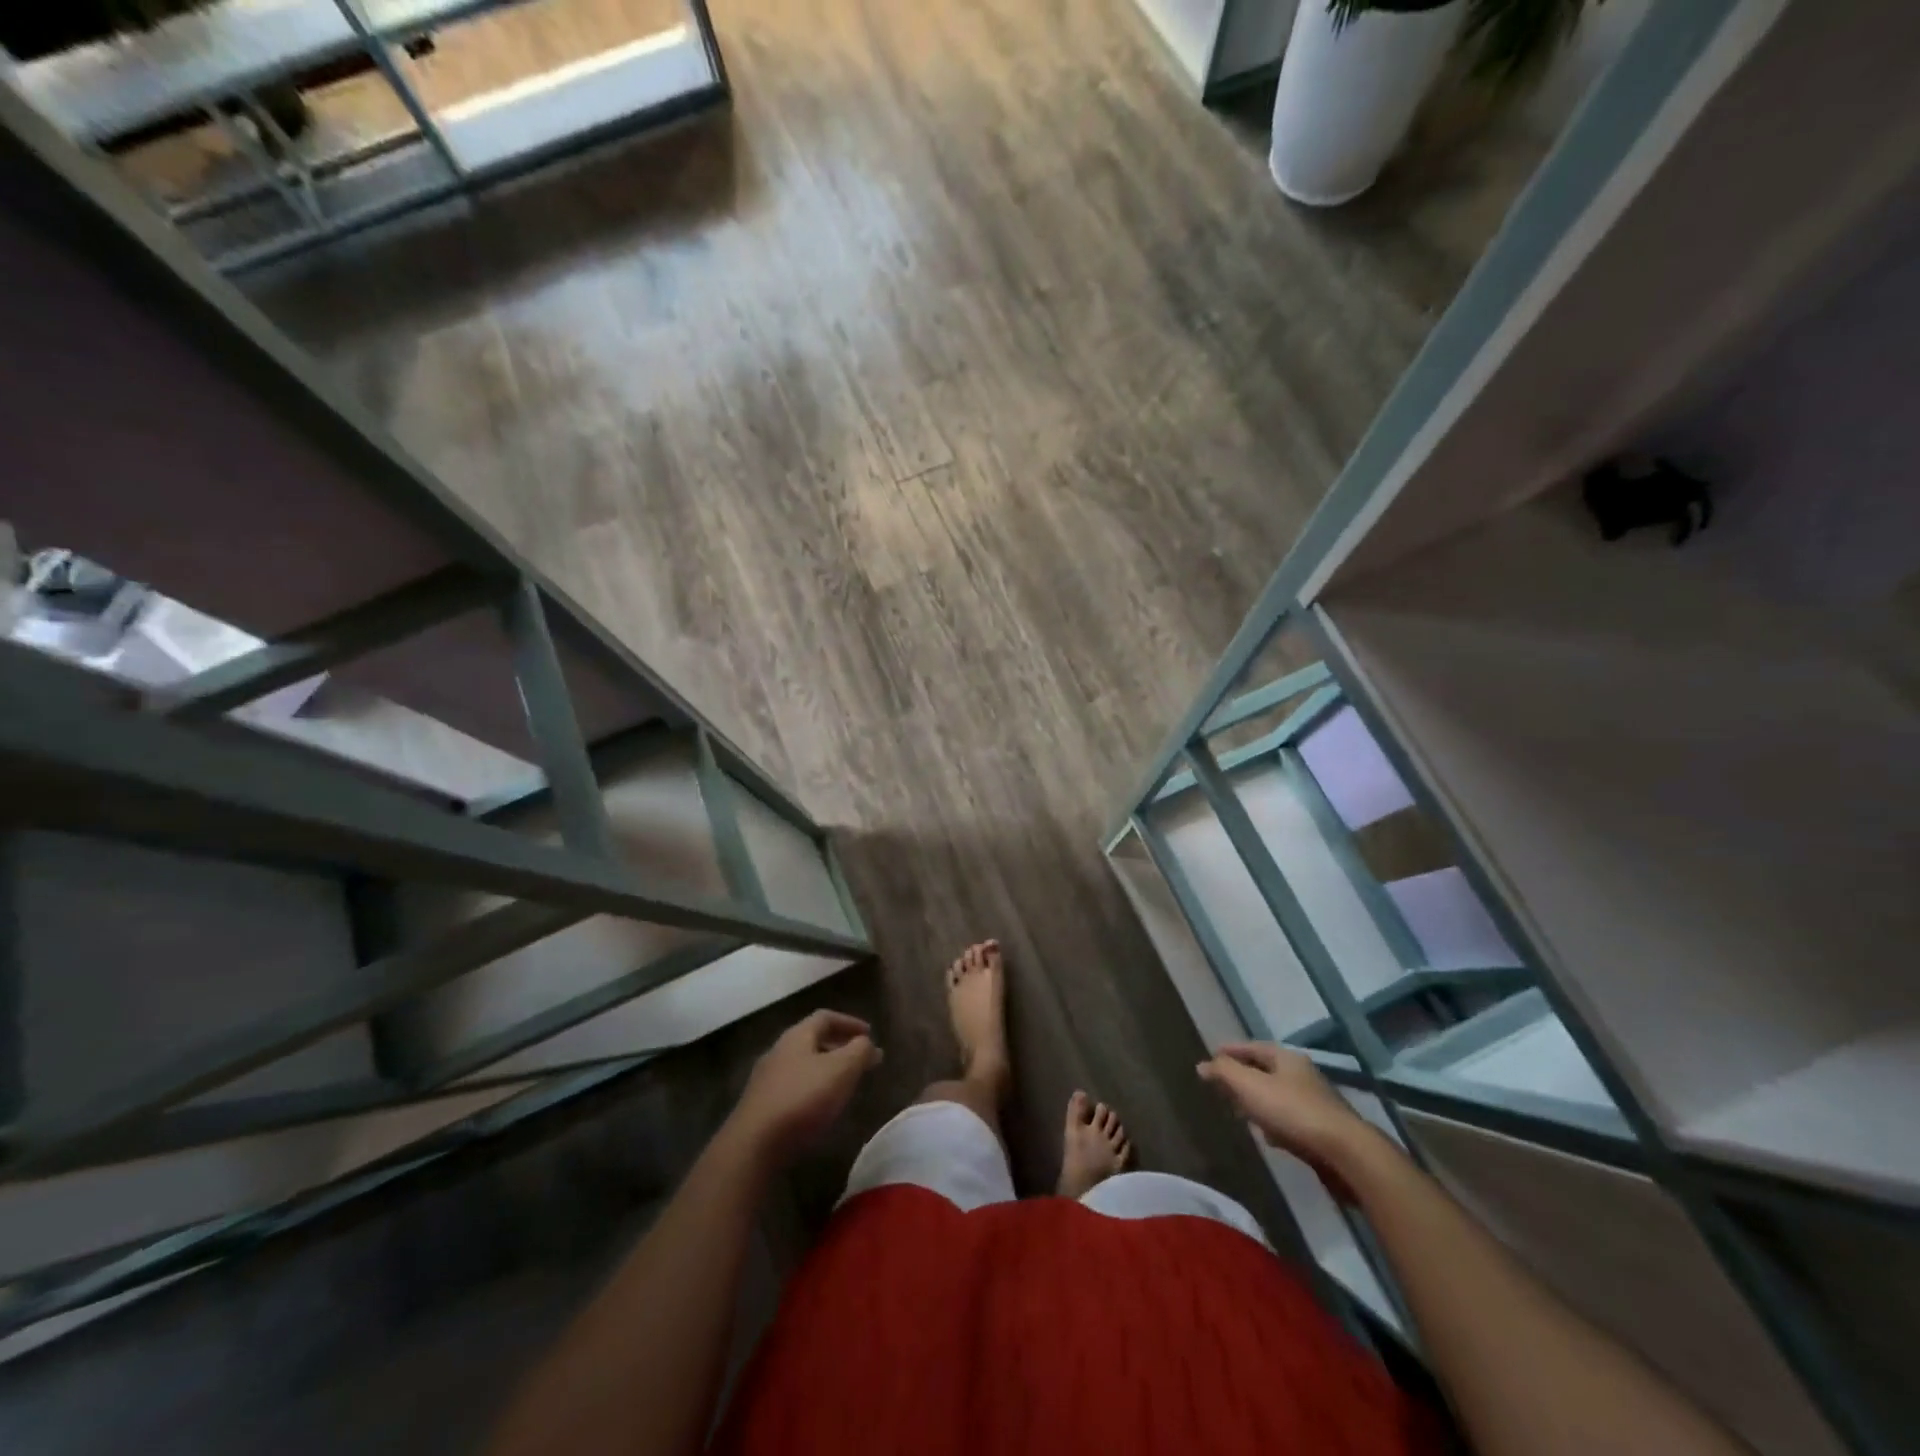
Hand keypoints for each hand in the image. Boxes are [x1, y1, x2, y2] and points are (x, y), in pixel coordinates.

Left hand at [727, 1010, 882, 1166]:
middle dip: (840, 1047)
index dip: (850, 1022)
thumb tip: (867, 1043)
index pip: (825, 1017)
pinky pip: (794, 1087)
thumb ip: (859, 1051)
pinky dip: (813, 1089)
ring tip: (846, 1085)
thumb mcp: (842, 1070)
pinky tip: (822, 1108)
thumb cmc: (803, 1099)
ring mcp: (766, 1079)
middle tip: (862, 1061)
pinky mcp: (761, 1106)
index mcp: (797, 1036)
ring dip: (827, 1069)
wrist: (753, 1146)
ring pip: (803, 1065)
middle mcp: (779, 1051)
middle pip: (813, 1040)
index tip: (870, 1035)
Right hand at [1197, 1042, 1373, 1169]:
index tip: (1211, 1056)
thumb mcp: (1250, 1086)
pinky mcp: (1322, 1130)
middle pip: (1265, 1070)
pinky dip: (1274, 1122)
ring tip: (1240, 1111)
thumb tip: (1202, 1064)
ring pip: (1277, 1095)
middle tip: (1222, 1084)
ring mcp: (1315, 1102)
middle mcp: (1302, 1075)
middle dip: (1243, 1076)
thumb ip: (1224, 1072)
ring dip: (1258, 1101)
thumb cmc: (1292, 1111)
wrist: (1345, 1153)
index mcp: (1286, 1058)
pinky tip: (1268, 1136)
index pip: (1251, 1047)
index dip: (1230, 1051)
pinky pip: (1289, 1119)